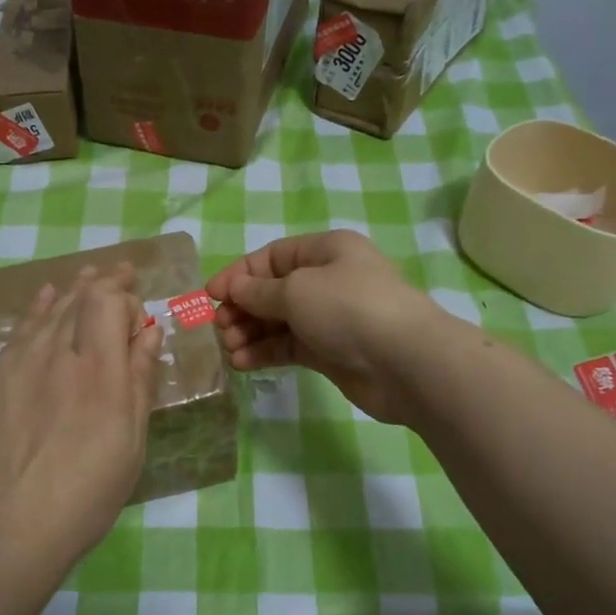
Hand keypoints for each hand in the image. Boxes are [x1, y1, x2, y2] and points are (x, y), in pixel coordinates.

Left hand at [0, 266, 163, 576]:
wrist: (4, 528)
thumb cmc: (85, 494)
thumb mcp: (129, 441)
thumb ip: (138, 379)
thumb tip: (147, 330)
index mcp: (98, 369)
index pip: (108, 302)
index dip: (123, 295)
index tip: (135, 307)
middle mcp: (54, 353)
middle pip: (76, 300)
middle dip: (100, 282)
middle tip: (116, 270)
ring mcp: (12, 364)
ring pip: (43, 313)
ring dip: (67, 293)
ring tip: (81, 277)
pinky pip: (14, 336)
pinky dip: (32, 315)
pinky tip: (39, 307)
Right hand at [205, 231, 447, 423]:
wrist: (405, 361)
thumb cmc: (348, 309)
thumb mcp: (296, 290)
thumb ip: (259, 292)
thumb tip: (234, 290)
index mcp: (325, 251)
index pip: (270, 258)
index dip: (238, 275)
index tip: (210, 296)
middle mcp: (327, 280)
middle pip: (272, 291)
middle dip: (242, 308)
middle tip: (219, 328)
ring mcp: (330, 318)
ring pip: (278, 321)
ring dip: (250, 333)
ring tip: (229, 349)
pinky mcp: (330, 351)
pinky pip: (289, 346)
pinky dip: (265, 353)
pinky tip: (242, 363)